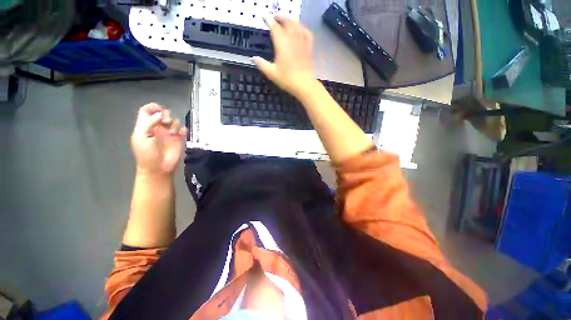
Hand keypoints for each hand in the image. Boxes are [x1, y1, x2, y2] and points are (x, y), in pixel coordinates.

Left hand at [131, 103, 185, 174]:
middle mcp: (157, 127)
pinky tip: (180, 134)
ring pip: (173, 121)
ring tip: (172, 132)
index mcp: (145, 126)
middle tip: (165, 121)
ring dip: (174, 123)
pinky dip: (183, 129)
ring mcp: (168, 133)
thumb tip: (160, 114)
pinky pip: (183, 130)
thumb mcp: (141, 137)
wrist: (158, 168)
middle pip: (162, 114)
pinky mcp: (178, 139)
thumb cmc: (146, 153)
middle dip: (165, 115)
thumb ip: (148, 123)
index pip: (147, 111)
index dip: (152, 107)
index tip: (159, 110)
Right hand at [254, 16, 314, 97]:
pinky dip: (302, 27)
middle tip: (274, 18)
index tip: (264, 17)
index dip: (268, 20)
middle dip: (279, 17)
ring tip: (285, 22)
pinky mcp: (308, 46)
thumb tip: (253, 58)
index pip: (274, 26)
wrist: (304, 84)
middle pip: (286, 21)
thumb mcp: (271, 73)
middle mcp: (292, 38)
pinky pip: (306, 32)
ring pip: (296, 24)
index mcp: (281, 42)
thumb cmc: (287, 79)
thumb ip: (261, 64)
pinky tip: (299, 29)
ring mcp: (302, 41)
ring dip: (290, 20)